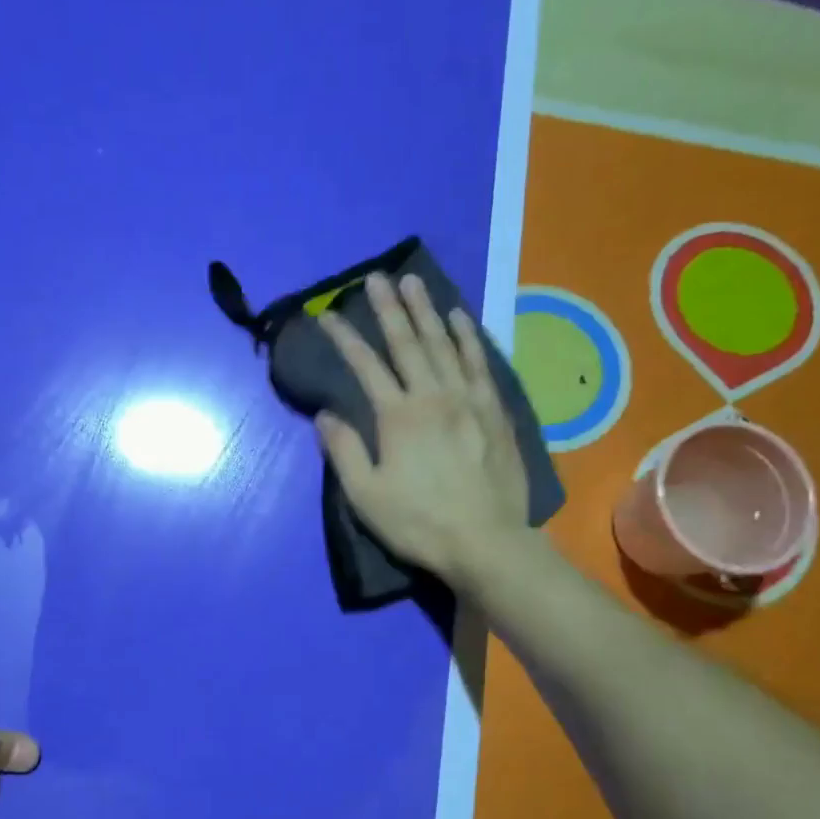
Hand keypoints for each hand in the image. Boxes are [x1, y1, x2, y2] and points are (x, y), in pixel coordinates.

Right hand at [315, 273, 531, 590]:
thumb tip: (325, 415)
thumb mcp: (366, 496)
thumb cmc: (419, 522)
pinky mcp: (494, 411)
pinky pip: (479, 363)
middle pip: (408, 343)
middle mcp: (433, 396)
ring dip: (427, 311)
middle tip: (377, 277)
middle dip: (389, 308)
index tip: (329, 315)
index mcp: (398, 417)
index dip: (346, 338)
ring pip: (445, 344)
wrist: (486, 541)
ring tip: (414, 283)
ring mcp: (468, 400)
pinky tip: (460, 318)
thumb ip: (344, 451)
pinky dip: (468, 337)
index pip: (366, 366)